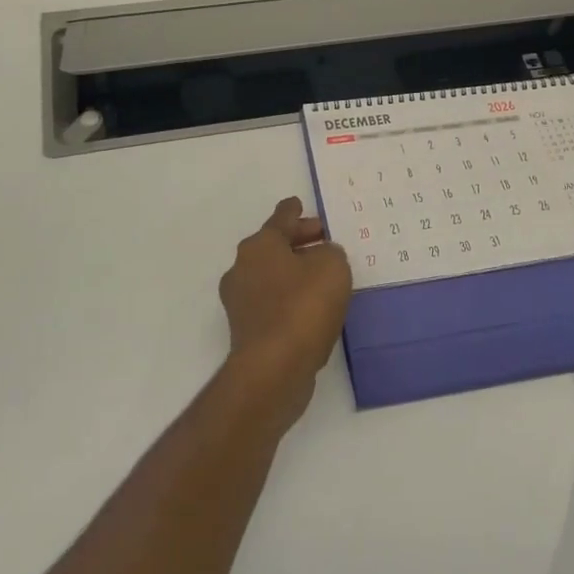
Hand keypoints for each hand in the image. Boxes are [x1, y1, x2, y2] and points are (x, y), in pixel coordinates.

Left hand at [217, 198, 353, 423]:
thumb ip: (330, 253)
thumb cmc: (303, 307)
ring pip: (272, 274)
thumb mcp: (332, 267)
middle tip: (325, 243)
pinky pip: (272, 302)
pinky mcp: (246, 329)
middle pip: (274, 245)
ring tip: (324, 279)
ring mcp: (240, 300)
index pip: (281, 217)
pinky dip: (290, 298)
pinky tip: (312, 309)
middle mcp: (243, 267)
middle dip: (299, 242)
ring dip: (295, 272)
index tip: (300, 205)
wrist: (273, 368)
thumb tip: (322, 257)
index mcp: (260, 244)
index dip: (295, 211)